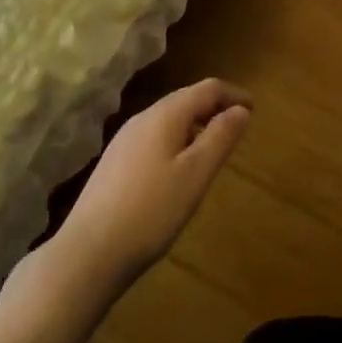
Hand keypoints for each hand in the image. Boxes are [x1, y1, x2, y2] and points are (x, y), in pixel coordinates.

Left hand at [48, 80, 251, 291]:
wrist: (88, 254)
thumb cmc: (151, 211)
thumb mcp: (196, 174)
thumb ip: (220, 137)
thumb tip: (241, 110)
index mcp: (165, 115)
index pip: (207, 89)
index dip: (233, 94)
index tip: (254, 109)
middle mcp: (142, 119)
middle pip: (186, 99)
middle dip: (214, 107)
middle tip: (238, 126)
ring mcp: (124, 141)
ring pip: (169, 119)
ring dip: (196, 125)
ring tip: (214, 147)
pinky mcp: (114, 163)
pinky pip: (155, 137)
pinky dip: (177, 140)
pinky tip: (180, 168)